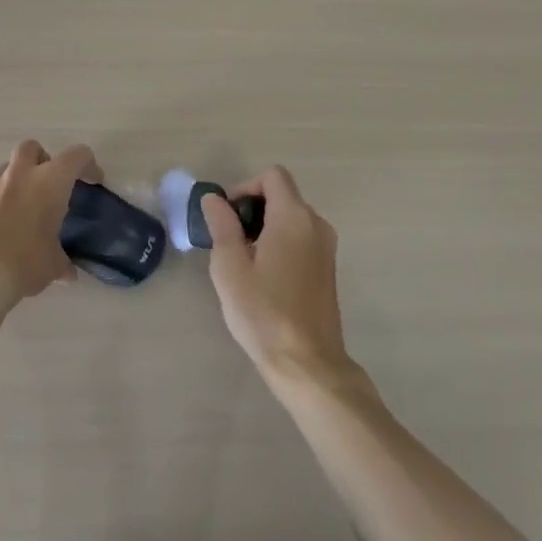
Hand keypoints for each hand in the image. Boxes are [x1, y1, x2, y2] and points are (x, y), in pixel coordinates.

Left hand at [0, 140, 96, 314]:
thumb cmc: (25, 261)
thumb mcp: (52, 265)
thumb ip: (62, 262)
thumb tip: (68, 273)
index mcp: (49, 182)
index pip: (76, 156)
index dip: (88, 165)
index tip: (93, 181)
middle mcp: (21, 175)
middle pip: (33, 147)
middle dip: (44, 159)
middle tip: (51, 184)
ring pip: (8, 167)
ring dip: (20, 179)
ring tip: (27, 207)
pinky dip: (1, 200)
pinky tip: (5, 225)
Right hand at [201, 166, 356, 391]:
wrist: (307, 364)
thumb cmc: (263, 312)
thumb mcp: (229, 267)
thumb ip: (221, 225)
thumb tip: (214, 198)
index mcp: (293, 217)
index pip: (272, 176)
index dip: (245, 187)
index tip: (226, 215)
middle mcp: (316, 224)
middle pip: (282, 195)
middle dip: (252, 209)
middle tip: (229, 241)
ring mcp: (326, 247)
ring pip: (291, 218)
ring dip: (265, 227)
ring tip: (243, 261)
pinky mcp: (328, 269)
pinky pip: (301, 238)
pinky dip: (280, 243)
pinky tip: (264, 277)